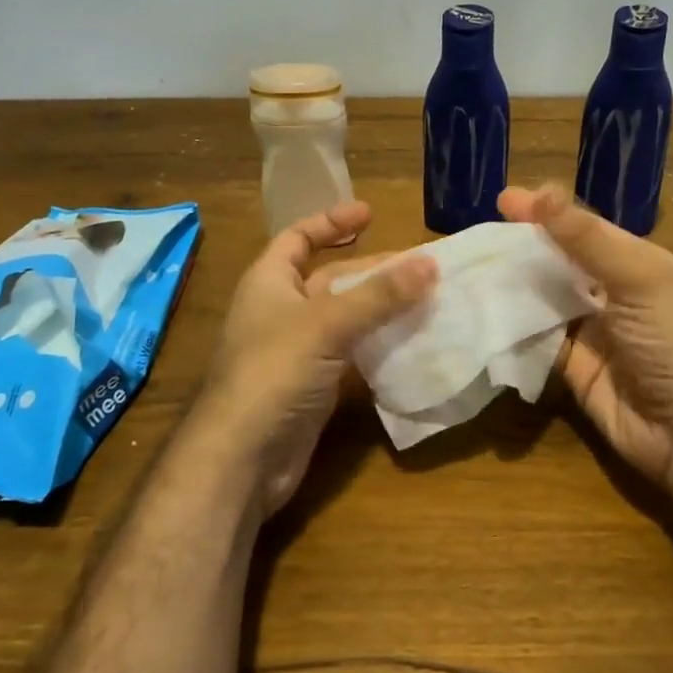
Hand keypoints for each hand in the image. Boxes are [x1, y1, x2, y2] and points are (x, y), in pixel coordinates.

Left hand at [194, 201, 435, 517]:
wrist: (243, 458)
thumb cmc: (275, 371)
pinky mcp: (313, 384)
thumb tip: (430, 263)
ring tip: (426, 299)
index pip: (298, 237)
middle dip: (373, 271)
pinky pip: (351, 353)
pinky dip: (378, 344)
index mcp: (270, 281)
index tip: (371, 214)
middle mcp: (281, 310)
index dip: (331, 222)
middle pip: (331, 277)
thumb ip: (380, 295)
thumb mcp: (328, 324)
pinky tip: (411, 342)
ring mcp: (297, 350)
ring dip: (381, 308)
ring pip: (345, 317)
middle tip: (421, 267)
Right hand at [498, 184, 672, 487]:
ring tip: (470, 266)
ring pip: (543, 296)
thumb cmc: (672, 342)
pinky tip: (481, 309)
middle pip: (558, 259)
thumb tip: (542, 191)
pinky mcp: (571, 365)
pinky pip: (536, 336)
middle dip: (521, 246)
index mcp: (635, 262)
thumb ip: (586, 239)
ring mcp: (590, 329)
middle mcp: (611, 290)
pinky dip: (512, 324)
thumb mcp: (638, 279)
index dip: (545, 212)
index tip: (502, 200)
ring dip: (511, 283)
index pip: (582, 227)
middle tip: (478, 236)